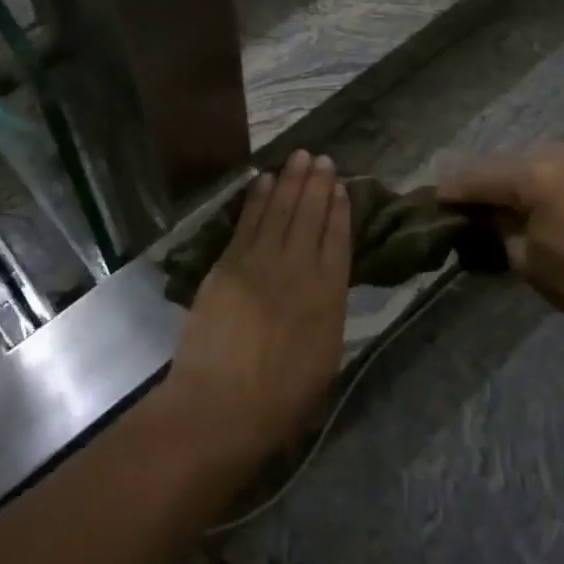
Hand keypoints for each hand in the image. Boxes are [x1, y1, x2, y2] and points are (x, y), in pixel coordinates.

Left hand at [165, 152, 350, 475]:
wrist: (222, 406)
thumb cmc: (281, 399)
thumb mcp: (325, 359)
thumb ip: (328, 313)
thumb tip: (326, 284)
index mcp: (327, 295)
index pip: (338, 239)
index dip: (340, 210)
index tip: (342, 186)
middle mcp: (297, 269)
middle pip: (310, 215)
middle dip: (317, 184)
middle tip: (322, 158)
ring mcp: (260, 262)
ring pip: (279, 210)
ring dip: (290, 181)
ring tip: (299, 157)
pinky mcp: (228, 264)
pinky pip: (247, 221)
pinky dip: (257, 198)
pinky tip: (264, 181)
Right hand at [438, 142, 563, 330]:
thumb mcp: (525, 259)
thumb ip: (496, 227)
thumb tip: (480, 213)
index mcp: (533, 177)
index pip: (476, 177)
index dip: (450, 190)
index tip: (431, 200)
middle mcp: (553, 153)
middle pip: (497, 161)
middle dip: (476, 181)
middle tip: (459, 203)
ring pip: (521, 158)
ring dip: (503, 177)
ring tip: (491, 202)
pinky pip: (546, 162)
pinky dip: (529, 176)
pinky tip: (525, 197)